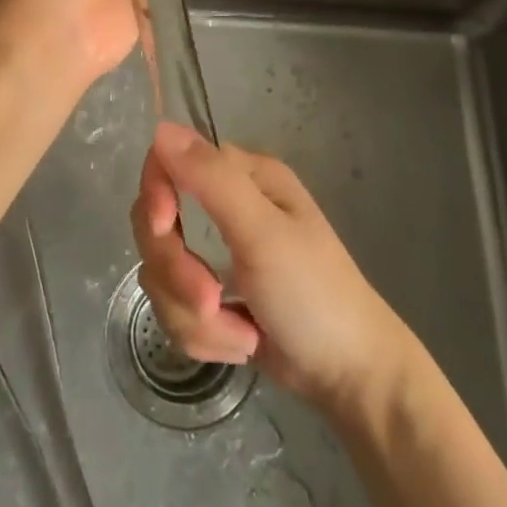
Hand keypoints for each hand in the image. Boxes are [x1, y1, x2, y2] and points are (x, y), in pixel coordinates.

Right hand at [133, 124, 416, 418]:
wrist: (351, 379)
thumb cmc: (315, 295)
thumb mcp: (262, 233)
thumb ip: (211, 179)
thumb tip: (161, 127)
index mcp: (243, 176)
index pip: (168, 162)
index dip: (155, 195)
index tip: (163, 228)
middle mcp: (227, 204)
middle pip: (157, 226)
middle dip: (178, 273)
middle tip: (211, 300)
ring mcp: (218, 251)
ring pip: (162, 275)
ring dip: (195, 316)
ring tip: (242, 335)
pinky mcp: (213, 294)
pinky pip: (175, 306)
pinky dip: (202, 334)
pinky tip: (240, 343)